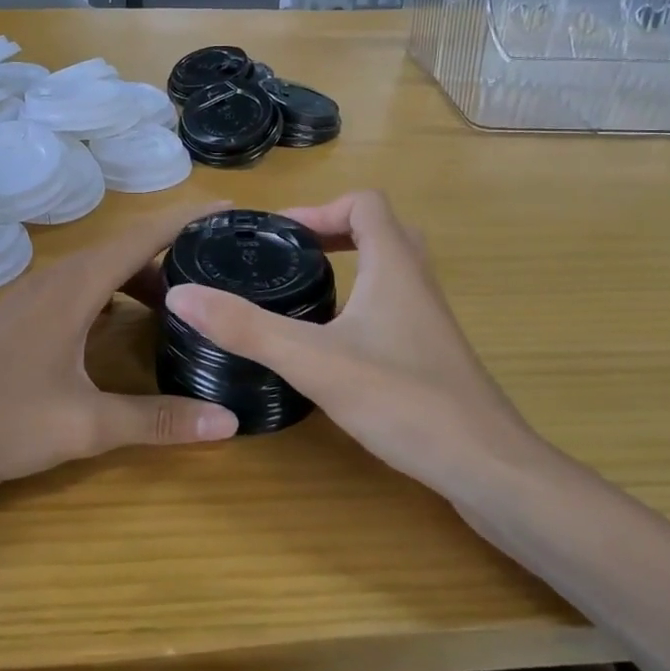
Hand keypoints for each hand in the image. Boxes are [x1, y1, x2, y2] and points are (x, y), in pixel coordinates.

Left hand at [0, 201, 236, 496]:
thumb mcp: (83, 426)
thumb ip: (156, 421)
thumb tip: (229, 423)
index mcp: (77, 285)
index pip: (146, 234)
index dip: (191, 218)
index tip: (235, 210)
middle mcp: (58, 277)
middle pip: (129, 248)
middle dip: (178, 251)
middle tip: (225, 268)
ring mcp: (36, 294)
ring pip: (105, 269)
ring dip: (146, 278)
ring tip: (187, 303)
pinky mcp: (24, 314)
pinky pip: (85, 288)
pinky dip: (118, 295)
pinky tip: (129, 327)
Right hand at [163, 191, 540, 503]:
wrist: (487, 467)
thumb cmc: (403, 400)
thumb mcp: (313, 361)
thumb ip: (246, 328)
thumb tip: (182, 294)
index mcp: (395, 265)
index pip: (365, 203)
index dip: (320, 207)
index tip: (279, 237)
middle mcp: (418, 281)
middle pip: (380, 229)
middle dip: (333, 232)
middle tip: (290, 257)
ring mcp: (430, 319)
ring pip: (391, 268)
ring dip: (351, 265)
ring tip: (305, 291)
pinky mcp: (433, 353)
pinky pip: (396, 304)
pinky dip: (364, 301)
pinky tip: (335, 342)